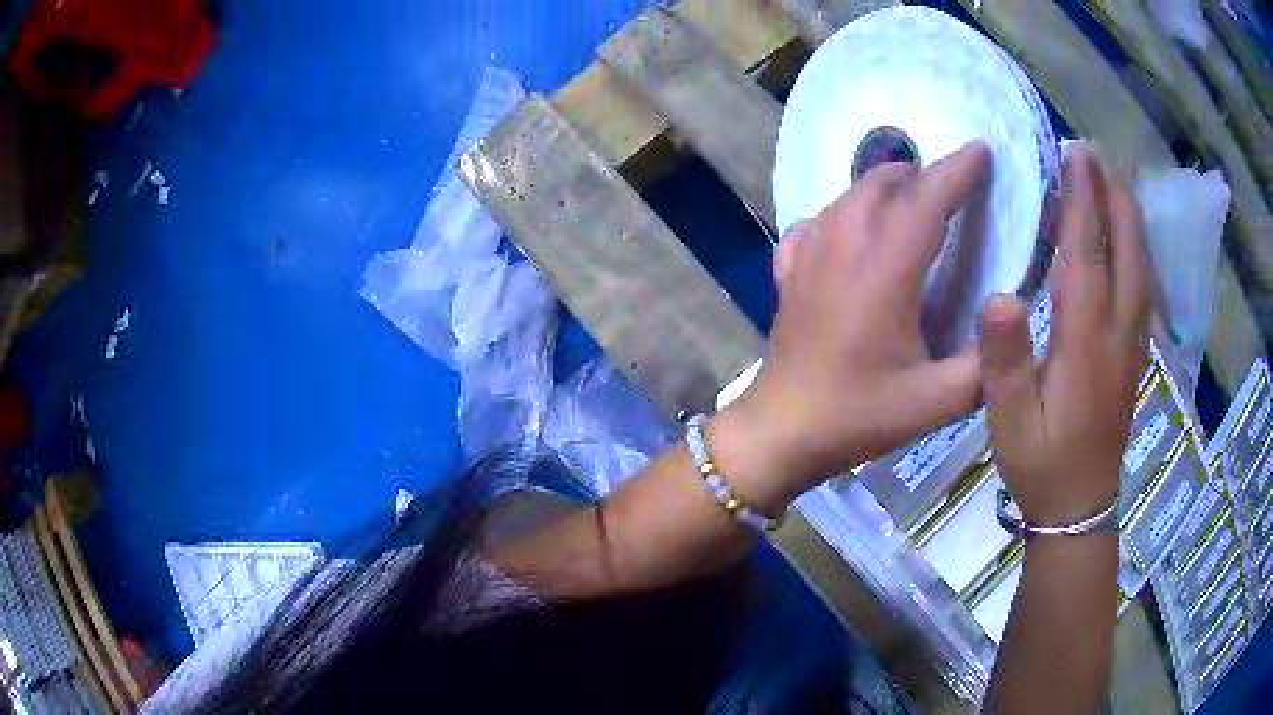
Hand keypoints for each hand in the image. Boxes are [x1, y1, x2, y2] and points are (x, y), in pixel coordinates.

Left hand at [722, 141, 990, 504]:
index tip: (981, 150)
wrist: (782, 431)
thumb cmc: (858, 416)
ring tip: (912, 200)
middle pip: (881, 182)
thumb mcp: (935, 401)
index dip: (957, 170)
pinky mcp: (789, 270)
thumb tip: (1013, 319)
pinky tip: (856, 232)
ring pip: (847, 195)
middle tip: (951, 186)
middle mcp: (842, 246)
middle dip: (921, 172)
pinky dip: (844, 212)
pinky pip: (818, 221)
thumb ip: (985, 364)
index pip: (926, 200)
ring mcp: (808, 254)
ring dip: (884, 186)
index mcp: (884, 271)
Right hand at [980, 148, 1150, 525]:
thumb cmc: (1041, 463)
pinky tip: (1125, 239)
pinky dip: (1134, 250)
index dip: (1082, 202)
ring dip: (1128, 218)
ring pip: (1141, 266)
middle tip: (1095, 156)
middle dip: (1114, 197)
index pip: (1088, 256)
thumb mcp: (1009, 421)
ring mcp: (1133, 344)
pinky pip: (1141, 287)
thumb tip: (999, 295)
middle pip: (1128, 251)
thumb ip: (1005, 360)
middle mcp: (1119, 333)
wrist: (1080, 508)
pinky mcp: (1135, 354)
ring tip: (1111, 182)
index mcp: (1087, 343)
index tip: (1076, 157)